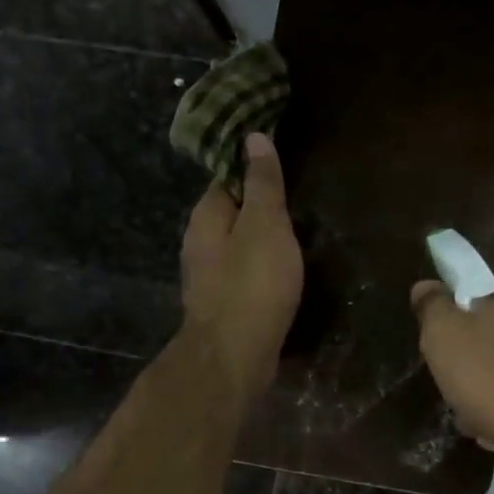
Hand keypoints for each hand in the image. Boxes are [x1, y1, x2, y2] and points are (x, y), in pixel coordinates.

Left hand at [181, 133, 303, 409]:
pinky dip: (258, 269)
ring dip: (258, 240)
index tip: (281, 166)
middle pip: (229, 214)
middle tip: (295, 202)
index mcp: (205, 217)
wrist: (233, 356)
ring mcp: (207, 278)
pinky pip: (241, 275)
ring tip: (293, 236)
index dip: (252, 169)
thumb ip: (262, 184)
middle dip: (256, 207)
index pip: (226, 179)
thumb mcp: (265, 224)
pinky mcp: (221, 305)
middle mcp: (198, 243)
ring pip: (235, 247)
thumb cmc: (252, 284)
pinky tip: (279, 274)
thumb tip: (253, 137)